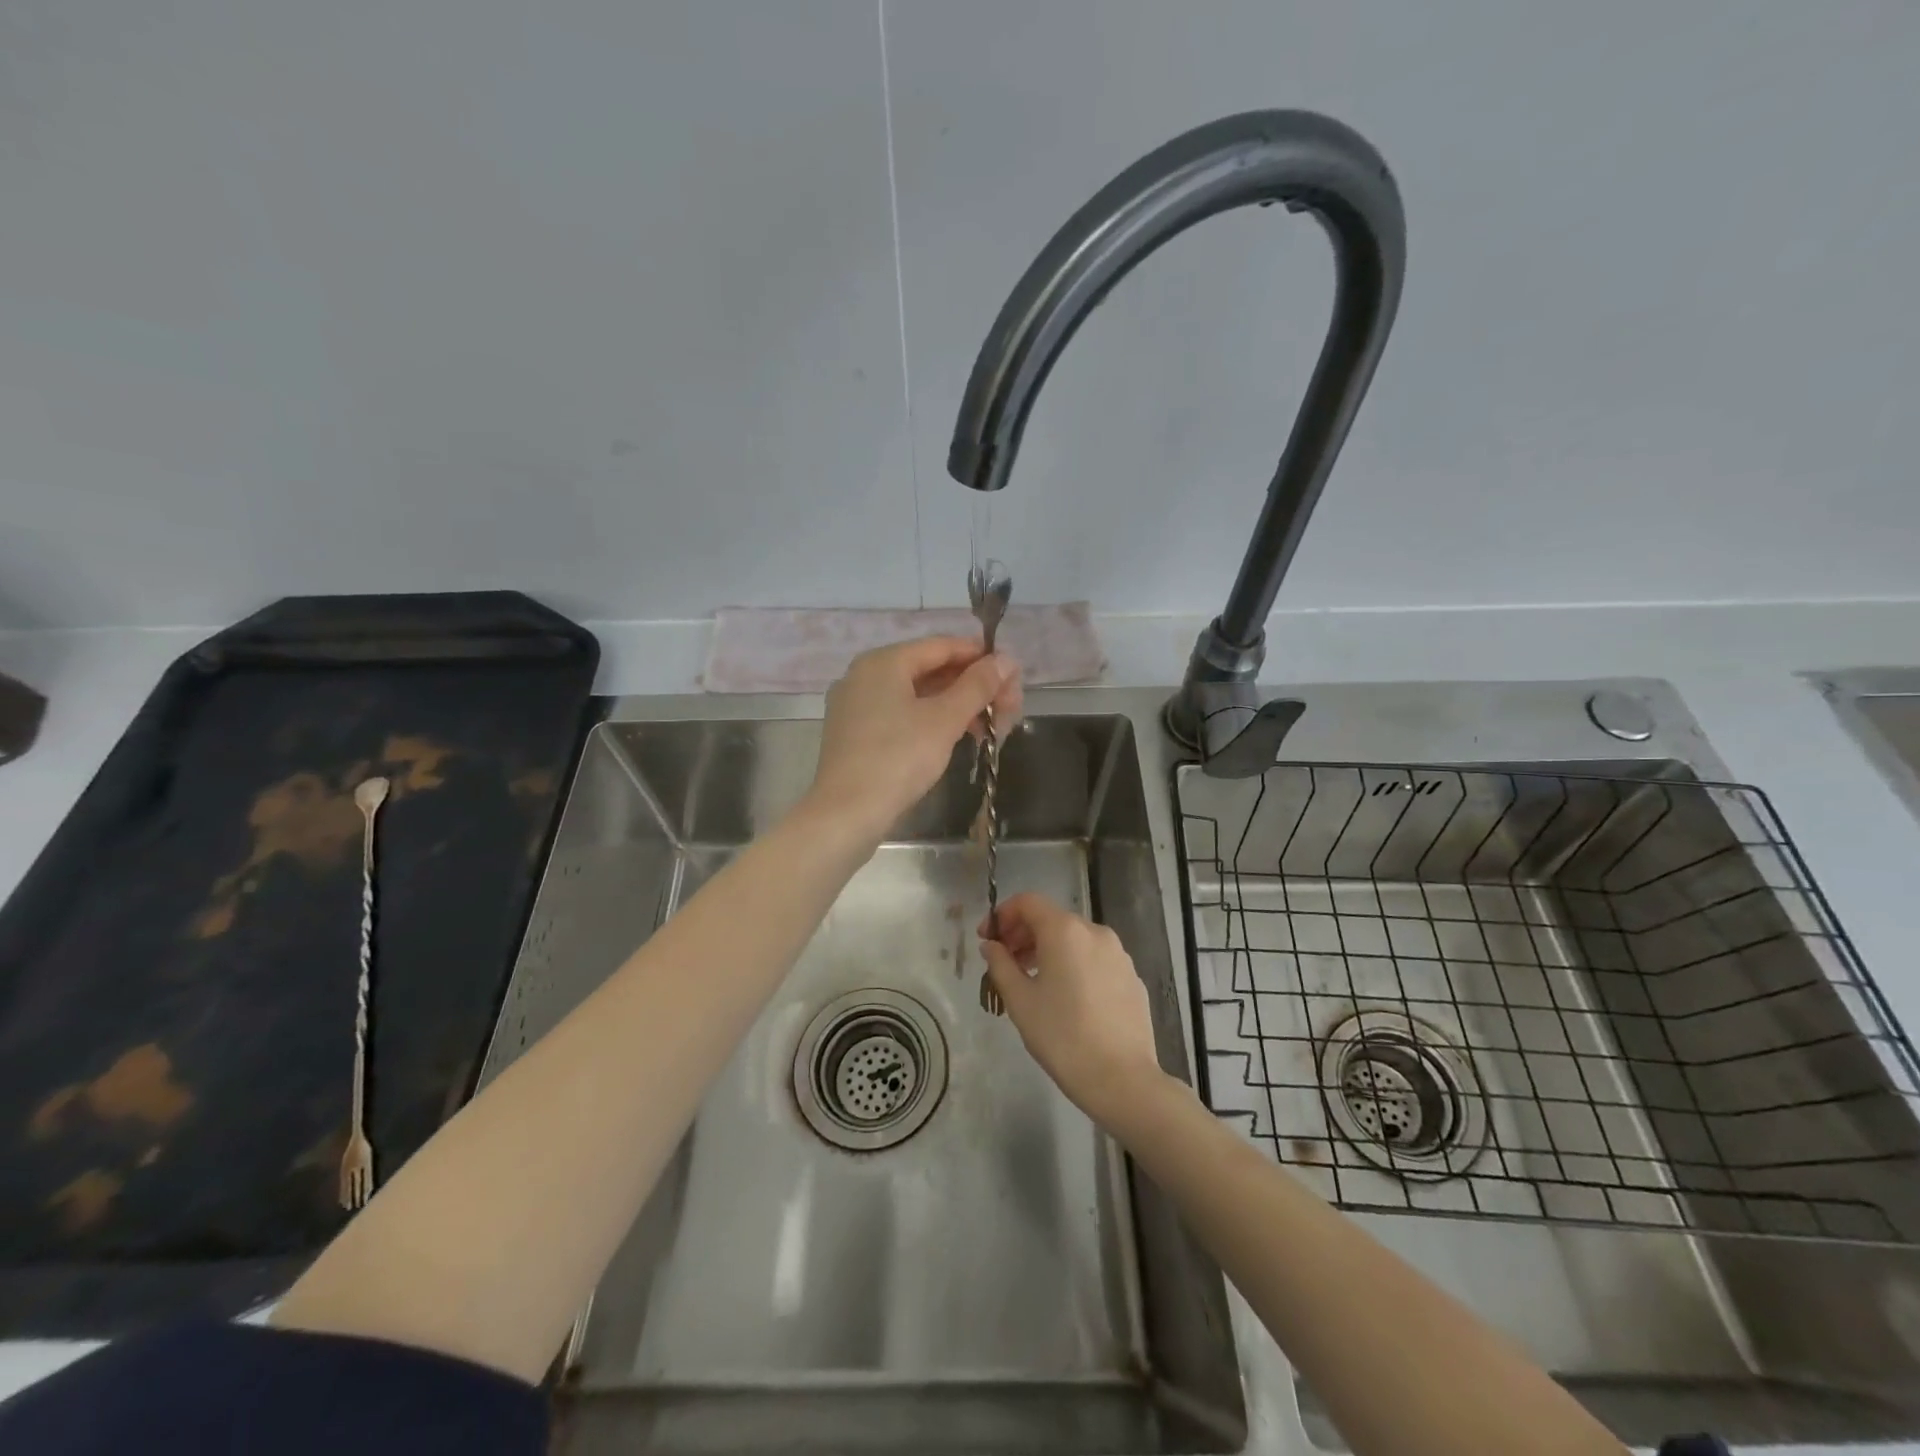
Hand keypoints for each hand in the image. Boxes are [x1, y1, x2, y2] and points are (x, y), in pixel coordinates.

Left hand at [807, 636, 1020, 842]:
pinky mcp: (855, 734)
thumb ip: (977, 686)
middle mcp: (864, 675)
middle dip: (971, 686)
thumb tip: (1006, 660)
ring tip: (989, 727)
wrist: (846, 814)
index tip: (1012, 674)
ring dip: (955, 706)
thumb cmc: (898, 758)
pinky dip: (930, 720)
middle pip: (929, 669)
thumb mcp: (944, 720)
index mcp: (883, 662)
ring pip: (916, 695)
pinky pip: (900, 714)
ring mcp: (856, 706)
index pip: (941, 646)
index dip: (980, 656)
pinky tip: (955, 737)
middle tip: (1008, 707)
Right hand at [979, 893, 1166, 1127]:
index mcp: (1065, 931)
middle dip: (1023, 934)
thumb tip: (991, 946)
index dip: (1002, 915)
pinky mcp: (1132, 977)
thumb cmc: (1062, 1036)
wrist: (1121, 1079)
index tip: (988, 939)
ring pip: (1075, 940)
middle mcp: (1095, 932)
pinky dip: (1073, 965)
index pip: (1028, 902)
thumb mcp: (1020, 1001)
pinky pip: (1094, 959)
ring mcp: (1119, 954)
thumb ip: (1000, 965)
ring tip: (1031, 981)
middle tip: (1004, 961)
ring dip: (1048, 950)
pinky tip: (1066, 997)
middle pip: (1052, 919)